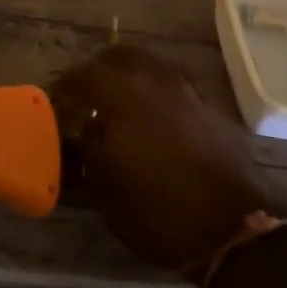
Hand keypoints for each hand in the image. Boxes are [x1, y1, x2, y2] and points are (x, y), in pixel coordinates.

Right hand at [51, 45, 270, 273]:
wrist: (230, 231)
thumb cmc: (156, 212)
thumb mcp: (104, 188)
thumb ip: (89, 148)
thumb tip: (88, 127)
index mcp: (124, 97)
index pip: (85, 75)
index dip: (66, 85)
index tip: (56, 99)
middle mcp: (157, 83)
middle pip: (122, 56)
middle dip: (100, 70)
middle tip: (89, 92)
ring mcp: (189, 93)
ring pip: (154, 66)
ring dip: (133, 76)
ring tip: (122, 101)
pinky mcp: (213, 110)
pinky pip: (178, 86)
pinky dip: (160, 92)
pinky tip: (156, 117)